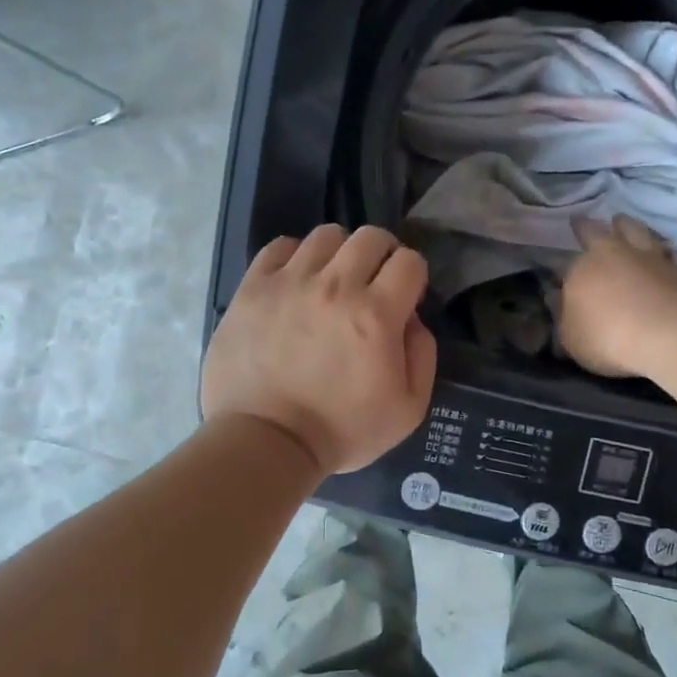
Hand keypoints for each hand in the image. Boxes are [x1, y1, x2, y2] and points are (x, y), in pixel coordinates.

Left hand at [203, 225, 437, 474]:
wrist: (264, 442)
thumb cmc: (340, 431)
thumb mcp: (408, 409)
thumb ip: (422, 355)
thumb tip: (412, 318)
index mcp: (376, 314)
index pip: (409, 261)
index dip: (412, 276)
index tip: (404, 297)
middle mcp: (336, 286)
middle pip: (370, 236)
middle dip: (382, 254)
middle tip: (372, 282)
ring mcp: (290, 282)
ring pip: (326, 235)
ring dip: (338, 253)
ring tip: (331, 280)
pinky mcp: (253, 287)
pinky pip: (279, 246)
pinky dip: (294, 256)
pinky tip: (295, 280)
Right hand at [559, 216, 676, 377]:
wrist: (668, 334)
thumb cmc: (608, 337)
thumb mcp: (571, 338)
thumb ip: (564, 318)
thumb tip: (558, 301)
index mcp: (583, 269)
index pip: (567, 265)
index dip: (563, 270)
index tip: (560, 274)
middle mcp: (615, 254)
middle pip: (598, 232)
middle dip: (588, 228)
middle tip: (583, 221)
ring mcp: (652, 258)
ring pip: (638, 232)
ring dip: (629, 227)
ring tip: (624, 223)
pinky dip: (670, 255)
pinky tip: (671, 257)